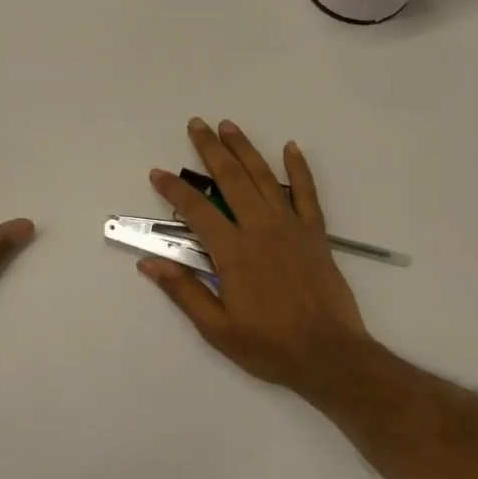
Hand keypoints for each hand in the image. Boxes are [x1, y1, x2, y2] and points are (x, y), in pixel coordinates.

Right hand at [141, 118, 372, 395]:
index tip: (158, 172)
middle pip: (231, 179)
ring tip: (229, 126)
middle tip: (197, 124)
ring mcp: (291, 227)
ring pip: (264, 178)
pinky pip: (307, 193)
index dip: (174, 189)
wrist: (329, 354)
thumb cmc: (269, 346)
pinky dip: (299, 168)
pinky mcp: (315, 233)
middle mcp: (261, 229)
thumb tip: (148, 263)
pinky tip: (290, 147)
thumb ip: (184, 291)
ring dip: (245, 149)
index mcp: (233, 253)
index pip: (196, 210)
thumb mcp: (217, 328)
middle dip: (211, 149)